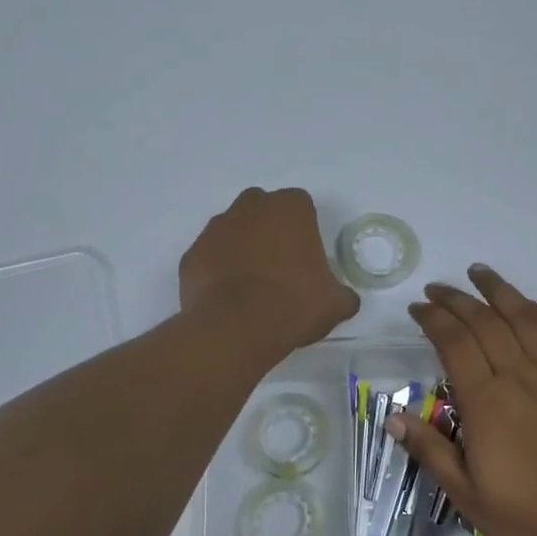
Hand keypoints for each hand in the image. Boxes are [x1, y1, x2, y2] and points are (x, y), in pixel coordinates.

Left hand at [181, 188, 359, 356]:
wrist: (235, 328)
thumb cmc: (293, 305)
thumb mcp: (335, 303)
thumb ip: (342, 293)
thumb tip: (343, 298)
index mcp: (290, 208)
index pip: (301, 206)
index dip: (304, 230)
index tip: (306, 258)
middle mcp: (250, 207)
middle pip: (263, 210)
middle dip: (270, 230)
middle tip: (279, 266)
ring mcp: (216, 228)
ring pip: (233, 230)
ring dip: (242, 247)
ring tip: (251, 285)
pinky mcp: (192, 253)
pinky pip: (210, 256)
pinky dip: (217, 269)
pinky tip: (227, 296)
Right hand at [390, 265, 536, 535]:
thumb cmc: (530, 515)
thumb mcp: (467, 494)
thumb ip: (430, 451)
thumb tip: (392, 417)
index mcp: (486, 401)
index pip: (453, 343)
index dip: (433, 319)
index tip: (418, 309)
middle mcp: (520, 376)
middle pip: (484, 322)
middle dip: (456, 299)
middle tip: (437, 289)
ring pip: (525, 317)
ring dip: (500, 291)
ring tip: (479, 272)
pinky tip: (535, 306)